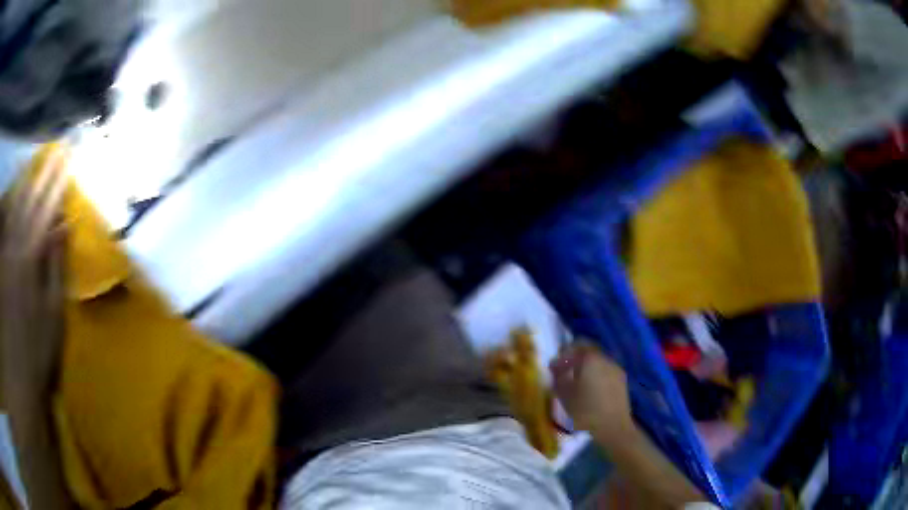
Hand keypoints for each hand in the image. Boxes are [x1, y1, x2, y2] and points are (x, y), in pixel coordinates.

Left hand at [1, 147, 68, 396]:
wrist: (18, 375)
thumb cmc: (37, 350)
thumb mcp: (52, 315)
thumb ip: (55, 266)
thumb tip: (62, 227)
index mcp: (30, 258)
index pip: (46, 210)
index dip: (58, 184)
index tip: (69, 161)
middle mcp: (15, 245)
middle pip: (29, 200)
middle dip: (43, 173)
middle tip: (56, 151)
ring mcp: (5, 251)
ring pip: (14, 206)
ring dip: (25, 181)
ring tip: (35, 162)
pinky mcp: (0, 261)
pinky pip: (4, 224)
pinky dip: (9, 204)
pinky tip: (12, 193)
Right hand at [550, 342, 635, 448]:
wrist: (613, 426)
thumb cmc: (585, 410)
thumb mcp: (564, 395)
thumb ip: (558, 378)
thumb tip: (556, 368)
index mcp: (590, 359)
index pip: (576, 345)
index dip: (564, 354)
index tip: (555, 367)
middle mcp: (605, 358)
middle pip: (588, 351)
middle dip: (575, 359)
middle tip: (565, 372)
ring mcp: (615, 368)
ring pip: (598, 361)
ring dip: (587, 367)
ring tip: (578, 383)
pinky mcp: (622, 379)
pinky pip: (606, 370)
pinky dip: (597, 375)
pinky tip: (592, 390)